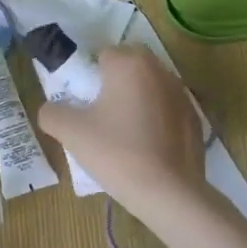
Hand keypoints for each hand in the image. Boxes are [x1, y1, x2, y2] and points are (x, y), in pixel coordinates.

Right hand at [36, 45, 205, 222]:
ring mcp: (182, 94)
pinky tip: (147, 146)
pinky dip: (156, 119)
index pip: (103, 54)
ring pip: (151, 86)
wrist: (168, 193)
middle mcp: (159, 70)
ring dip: (137, 99)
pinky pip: (167, 109)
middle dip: (115, 82)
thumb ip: (51, 113)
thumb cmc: (116, 152)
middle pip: (130, 66)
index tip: (84, 102)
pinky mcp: (196, 118)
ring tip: (124, 132)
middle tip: (100, 113)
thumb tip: (50, 110)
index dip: (90, 76)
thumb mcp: (70, 132)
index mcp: (129, 64)